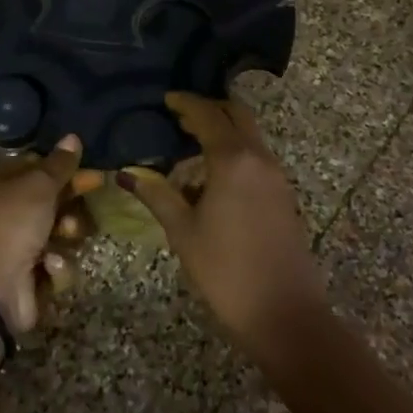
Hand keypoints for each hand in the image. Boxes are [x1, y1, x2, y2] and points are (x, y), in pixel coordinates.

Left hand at [0, 134, 83, 333]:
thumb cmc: (9, 225)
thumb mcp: (37, 186)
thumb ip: (59, 164)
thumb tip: (72, 137)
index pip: (28, 164)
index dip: (57, 164)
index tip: (84, 164)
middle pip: (44, 197)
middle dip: (69, 197)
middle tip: (95, 187)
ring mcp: (9, 245)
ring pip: (53, 229)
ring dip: (66, 230)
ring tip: (68, 234)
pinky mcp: (24, 274)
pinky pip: (52, 260)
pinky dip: (55, 263)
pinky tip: (50, 265)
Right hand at [116, 94, 329, 362]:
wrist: (284, 313)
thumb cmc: (225, 271)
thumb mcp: (183, 231)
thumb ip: (157, 195)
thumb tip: (127, 173)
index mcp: (233, 160)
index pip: (207, 115)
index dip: (186, 103)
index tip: (167, 99)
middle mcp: (259, 158)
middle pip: (236, 114)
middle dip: (209, 109)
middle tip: (180, 116)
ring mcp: (276, 175)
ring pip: (249, 135)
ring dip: (224, 130)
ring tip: (191, 143)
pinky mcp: (284, 194)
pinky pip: (257, 156)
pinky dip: (235, 150)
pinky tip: (213, 175)